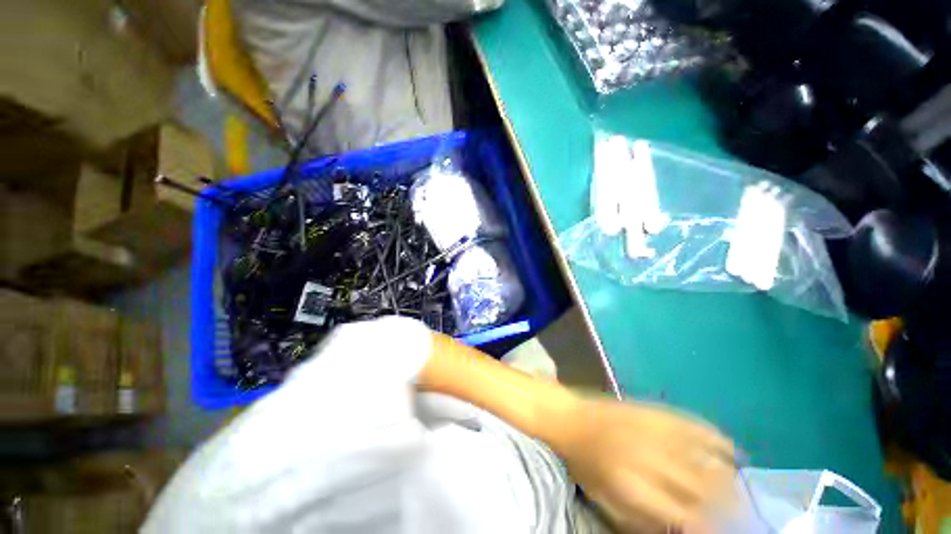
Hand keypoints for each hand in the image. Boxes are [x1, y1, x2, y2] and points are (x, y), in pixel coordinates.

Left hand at [554, 399, 735, 531]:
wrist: (569, 418)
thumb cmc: (585, 464)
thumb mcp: (606, 502)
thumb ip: (644, 521)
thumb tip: (685, 529)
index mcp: (633, 487)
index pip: (687, 517)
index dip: (709, 528)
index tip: (720, 530)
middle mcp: (649, 458)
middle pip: (705, 489)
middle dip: (728, 506)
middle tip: (739, 513)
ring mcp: (653, 430)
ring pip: (707, 458)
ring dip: (729, 476)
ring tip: (736, 488)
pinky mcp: (654, 410)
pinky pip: (696, 426)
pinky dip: (718, 440)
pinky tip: (729, 452)